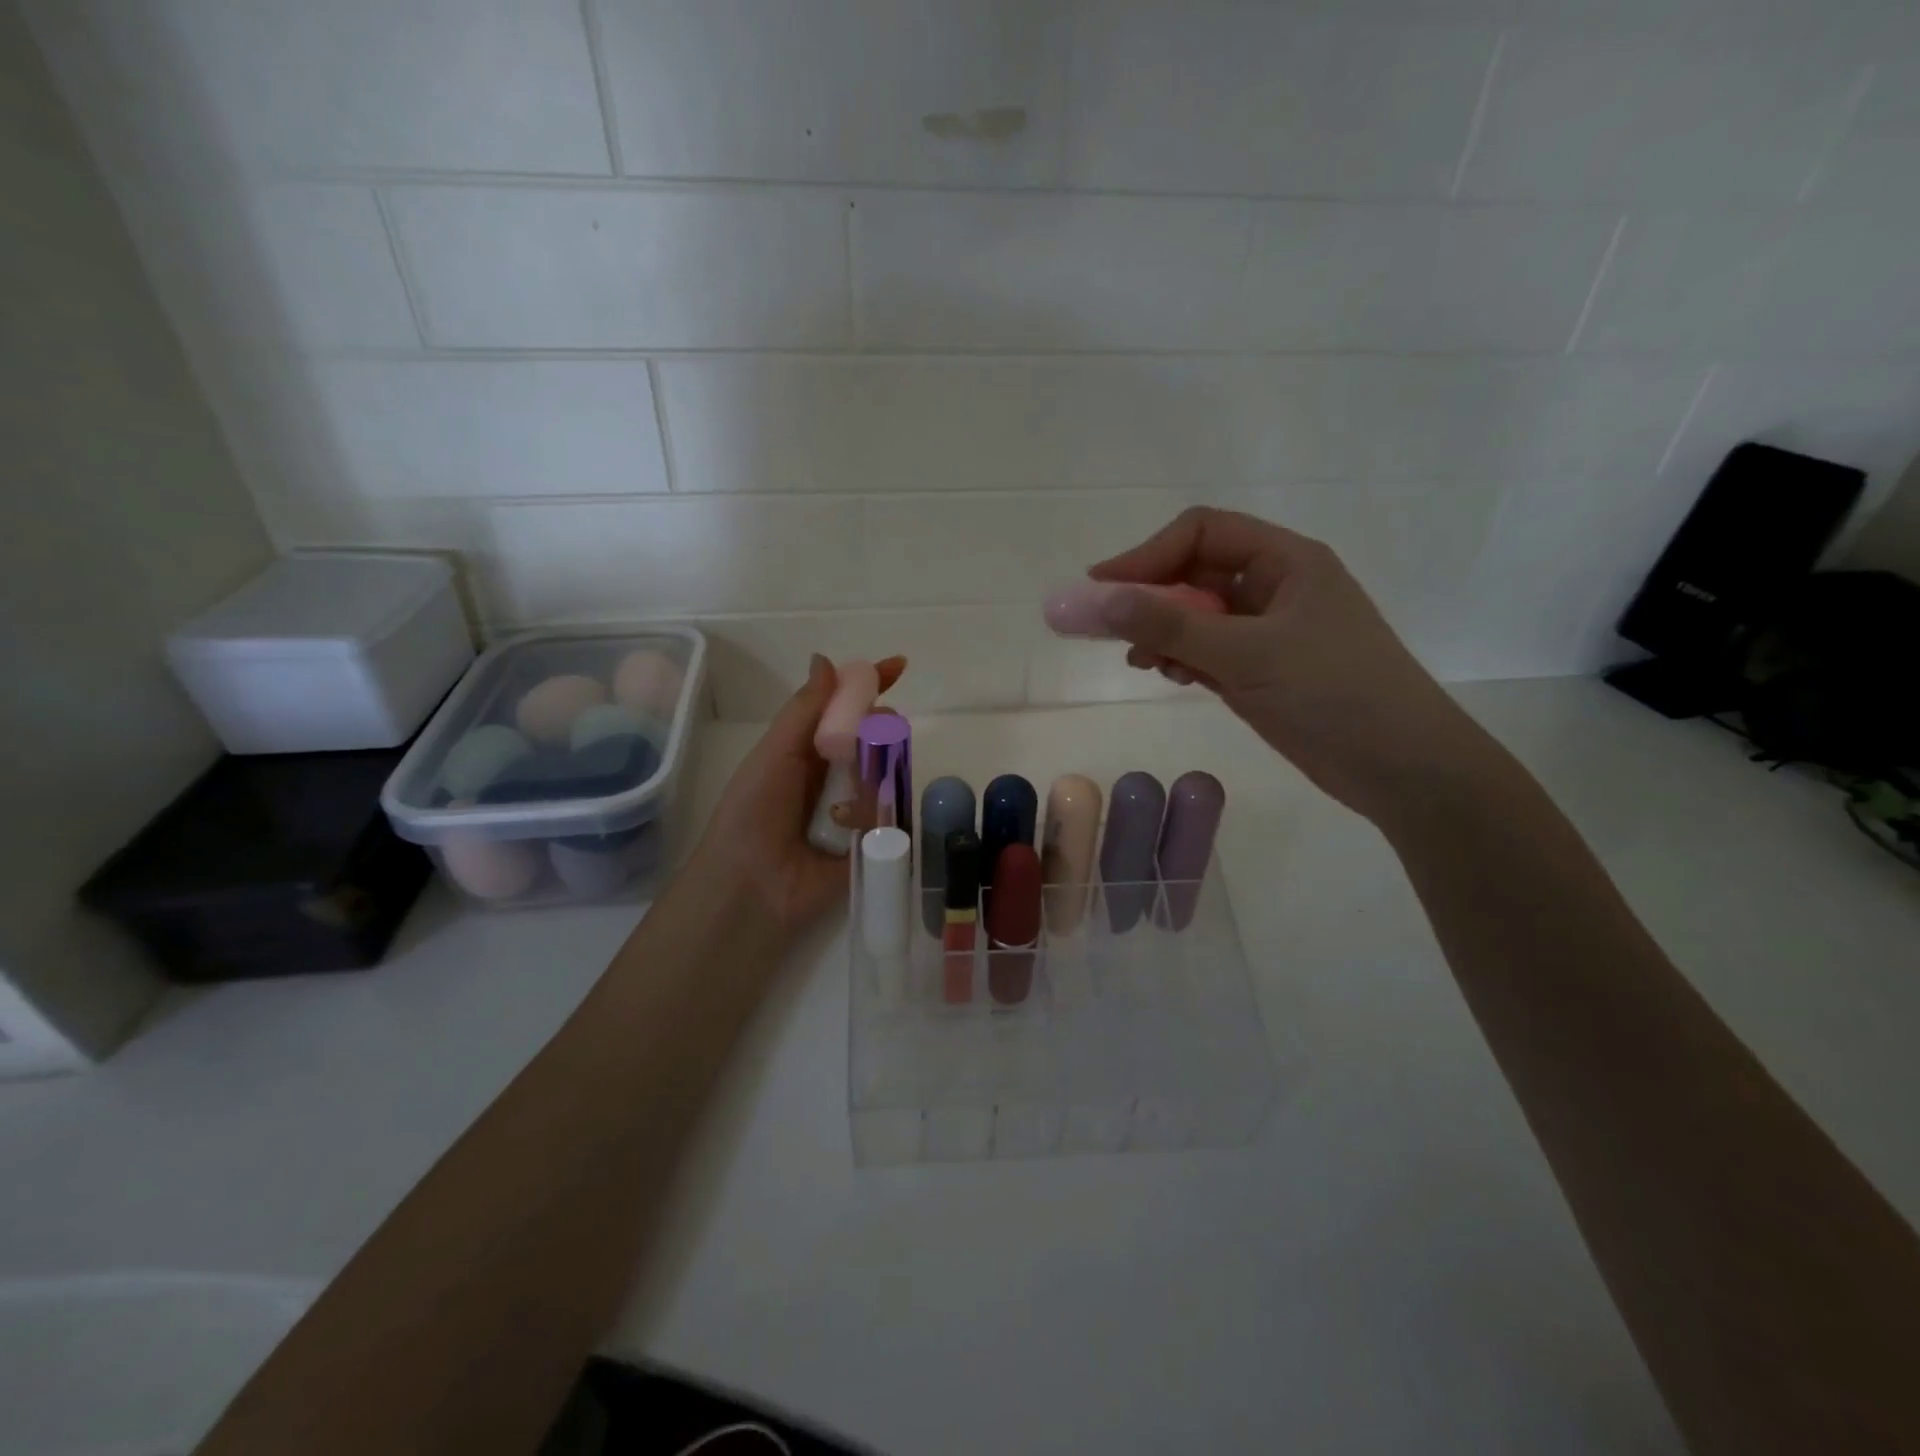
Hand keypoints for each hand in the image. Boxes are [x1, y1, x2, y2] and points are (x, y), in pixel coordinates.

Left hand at [685, 653, 904, 938]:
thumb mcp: (774, 753)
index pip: (845, 710)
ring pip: (887, 775)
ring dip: (882, 772)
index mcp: (807, 752)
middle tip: (884, 729)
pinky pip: (893, 817)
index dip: (869, 686)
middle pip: (873, 739)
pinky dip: (883, 813)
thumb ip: (804, 710)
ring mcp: (856, 810)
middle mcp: (834, 777)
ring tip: (860, 788)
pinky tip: (863, 821)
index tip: (899, 665)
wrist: (750, 887)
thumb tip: (826, 659)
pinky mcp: (873, 843)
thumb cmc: (753, 813)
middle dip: (884, 728)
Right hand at [1090, 507, 1496, 822]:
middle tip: (1103, 627)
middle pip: (1193, 573)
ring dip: (1160, 631)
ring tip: (1140, 661)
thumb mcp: (1248, 655)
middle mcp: (1274, 586)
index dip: (1147, 555)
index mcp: (1285, 560)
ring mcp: (1267, 630)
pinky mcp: (1260, 669)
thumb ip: (1171, 627)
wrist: (1402, 768)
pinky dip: (1180, 657)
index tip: (1101, 587)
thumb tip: (1098, 599)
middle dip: (1148, 597)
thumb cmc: (1335, 694)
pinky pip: (1206, 650)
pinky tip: (1169, 675)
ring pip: (1195, 615)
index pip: (1201, 533)